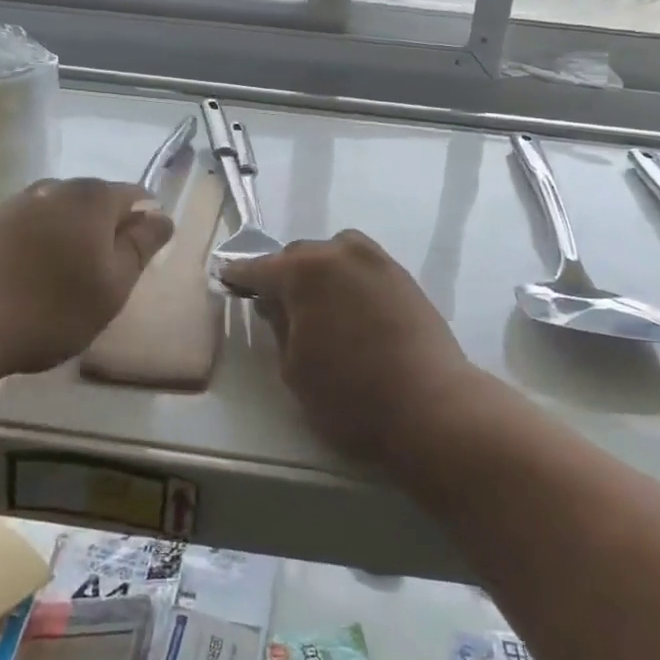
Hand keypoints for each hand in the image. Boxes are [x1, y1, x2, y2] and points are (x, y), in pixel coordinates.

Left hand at [0, 178, 173, 389]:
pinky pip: (31, 231)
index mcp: (94, 197)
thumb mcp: (112, 285)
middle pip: (96, 203)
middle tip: (109, 276)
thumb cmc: (48, 305)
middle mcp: (56, 189)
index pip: (136, 195)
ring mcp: (17, 204)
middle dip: (107, 232)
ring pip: (61, 217)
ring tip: (70, 282)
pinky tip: (33, 280)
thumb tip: (161, 216)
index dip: (146, 223)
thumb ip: (140, 247)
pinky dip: (41, 250)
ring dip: (72, 242)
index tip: (143, 258)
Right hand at [222, 231, 474, 470]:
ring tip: (318, 303)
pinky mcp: (403, 276)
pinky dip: (348, 279)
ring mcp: (377, 261)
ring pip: (335, 253)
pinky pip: (363, 266)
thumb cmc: (350, 395)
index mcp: (304, 272)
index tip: (227, 278)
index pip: (260, 268)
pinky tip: (350, 308)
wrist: (431, 406)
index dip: (240, 276)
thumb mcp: (294, 369)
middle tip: (275, 302)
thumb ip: (279, 327)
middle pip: (299, 255)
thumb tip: (274, 303)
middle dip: (283, 274)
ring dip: (319, 271)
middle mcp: (340, 254)